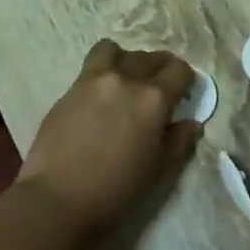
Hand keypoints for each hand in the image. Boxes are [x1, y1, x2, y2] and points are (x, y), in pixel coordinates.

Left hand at [15, 41, 197, 243]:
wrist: (58, 198)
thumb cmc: (116, 190)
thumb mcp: (157, 170)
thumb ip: (178, 141)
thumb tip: (191, 122)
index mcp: (153, 99)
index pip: (179, 70)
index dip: (186, 80)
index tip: (183, 93)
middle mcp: (126, 78)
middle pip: (151, 57)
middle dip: (160, 69)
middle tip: (158, 88)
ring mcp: (95, 79)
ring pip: (117, 51)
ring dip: (128, 61)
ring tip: (126, 80)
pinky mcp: (71, 87)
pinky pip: (92, 63)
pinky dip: (103, 68)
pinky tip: (101, 92)